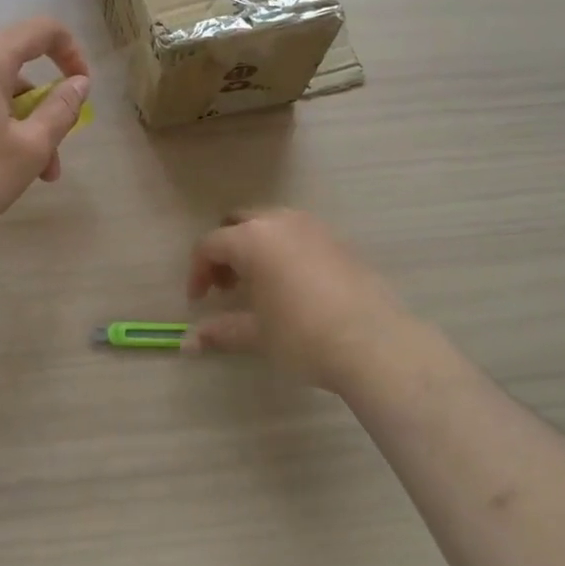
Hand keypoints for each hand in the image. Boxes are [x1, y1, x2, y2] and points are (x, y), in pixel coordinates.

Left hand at [0, 16, 90, 248]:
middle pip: (14, 68)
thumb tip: (79, 83)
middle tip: (51, 159)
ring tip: (25, 176)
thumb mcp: (30, 149)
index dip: (71, 52)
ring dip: (17, 125)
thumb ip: (61, 110)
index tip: (81, 89)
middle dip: (41, 109)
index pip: (41, 30)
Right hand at [186, 210, 417, 394]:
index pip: (210, 245)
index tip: (199, 301)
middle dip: (226, 251)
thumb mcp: (257, 335)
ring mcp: (314, 227)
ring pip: (271, 224)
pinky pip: (299, 234)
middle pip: (239, 223)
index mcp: (253, 238)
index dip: (197, 272)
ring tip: (258, 285)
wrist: (375, 343)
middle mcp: (281, 222)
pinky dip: (284, 250)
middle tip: (226, 286)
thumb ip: (220, 332)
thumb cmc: (303, 336)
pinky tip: (292, 285)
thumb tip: (189, 343)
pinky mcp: (339, 240)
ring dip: (255, 247)